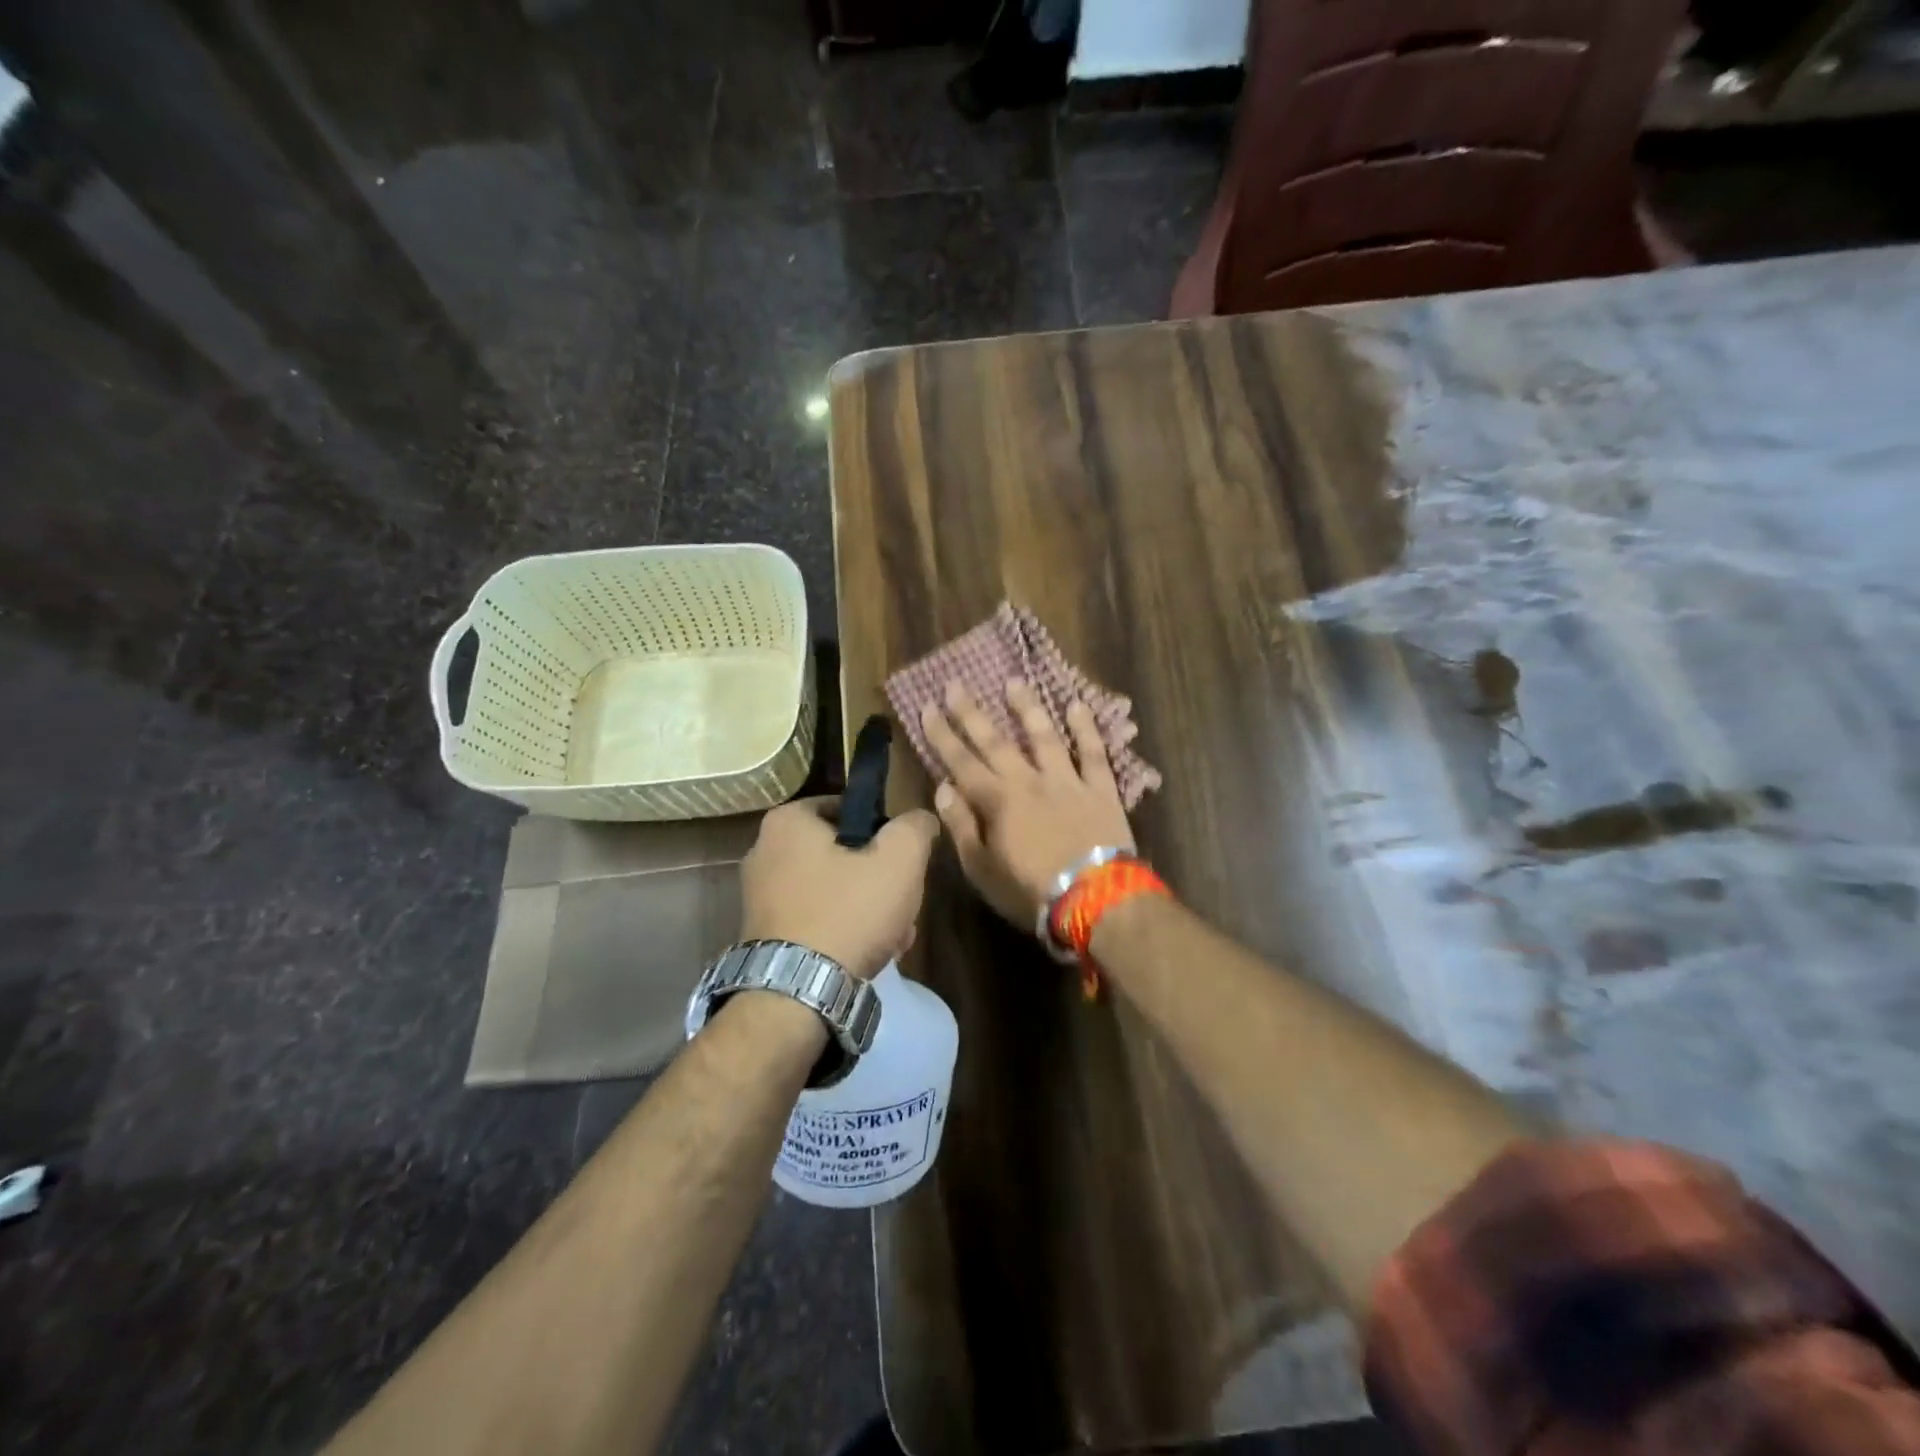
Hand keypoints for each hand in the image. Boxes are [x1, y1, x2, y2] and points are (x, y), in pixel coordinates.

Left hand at [739, 797, 939, 978]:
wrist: (797, 996)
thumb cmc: (848, 912)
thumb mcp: (899, 860)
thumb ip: (915, 827)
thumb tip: (920, 819)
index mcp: (788, 822)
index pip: (849, 808)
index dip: (884, 832)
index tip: (903, 861)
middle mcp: (764, 851)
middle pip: (843, 853)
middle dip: (879, 879)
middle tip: (903, 903)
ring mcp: (759, 896)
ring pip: (833, 889)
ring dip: (867, 909)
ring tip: (893, 937)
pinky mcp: (764, 934)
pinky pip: (815, 919)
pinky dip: (842, 931)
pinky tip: (867, 954)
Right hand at [919, 680, 1134, 928]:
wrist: (1094, 900)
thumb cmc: (1030, 891)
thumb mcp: (982, 869)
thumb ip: (962, 826)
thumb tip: (944, 787)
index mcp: (997, 801)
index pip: (961, 761)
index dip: (942, 734)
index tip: (927, 707)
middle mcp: (1029, 781)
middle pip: (996, 741)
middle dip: (972, 712)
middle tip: (956, 684)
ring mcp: (1068, 781)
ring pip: (1044, 737)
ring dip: (1027, 708)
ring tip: (1015, 682)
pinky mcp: (1101, 790)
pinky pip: (1094, 753)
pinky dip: (1086, 728)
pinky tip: (1078, 705)